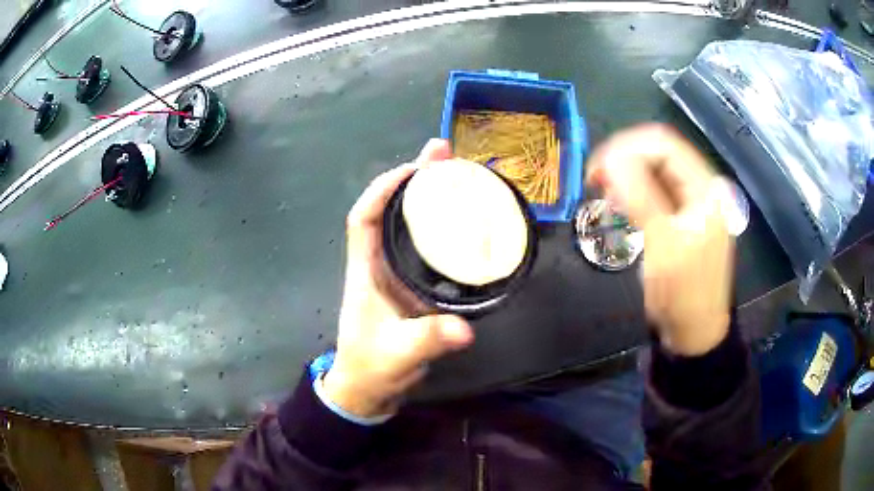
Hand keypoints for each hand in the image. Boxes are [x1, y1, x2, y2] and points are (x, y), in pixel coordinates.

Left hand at [323, 140, 474, 417]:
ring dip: (429, 196)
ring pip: (409, 223)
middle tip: (444, 153)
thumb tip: (465, 329)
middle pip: (390, 210)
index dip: (383, 189)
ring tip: (458, 172)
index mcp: (366, 270)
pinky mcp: (412, 285)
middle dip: (414, 179)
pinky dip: (442, 225)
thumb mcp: (399, 354)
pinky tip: (465, 218)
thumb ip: (429, 340)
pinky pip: (426, 245)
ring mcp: (396, 273)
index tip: (413, 169)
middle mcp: (378, 263)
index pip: (364, 218)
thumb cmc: (372, 368)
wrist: (368, 389)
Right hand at [586, 124, 734, 355]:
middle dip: (625, 160)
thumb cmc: (683, 293)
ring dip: (627, 175)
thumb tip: (610, 158)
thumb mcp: (663, 245)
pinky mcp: (682, 216)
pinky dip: (634, 191)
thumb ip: (639, 197)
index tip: (597, 168)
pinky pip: (656, 190)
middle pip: (659, 153)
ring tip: (604, 193)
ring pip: (655, 170)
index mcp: (705, 188)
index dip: (627, 147)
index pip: (664, 144)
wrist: (695, 331)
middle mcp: (701, 187)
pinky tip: (619, 203)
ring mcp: (692, 202)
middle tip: (595, 181)